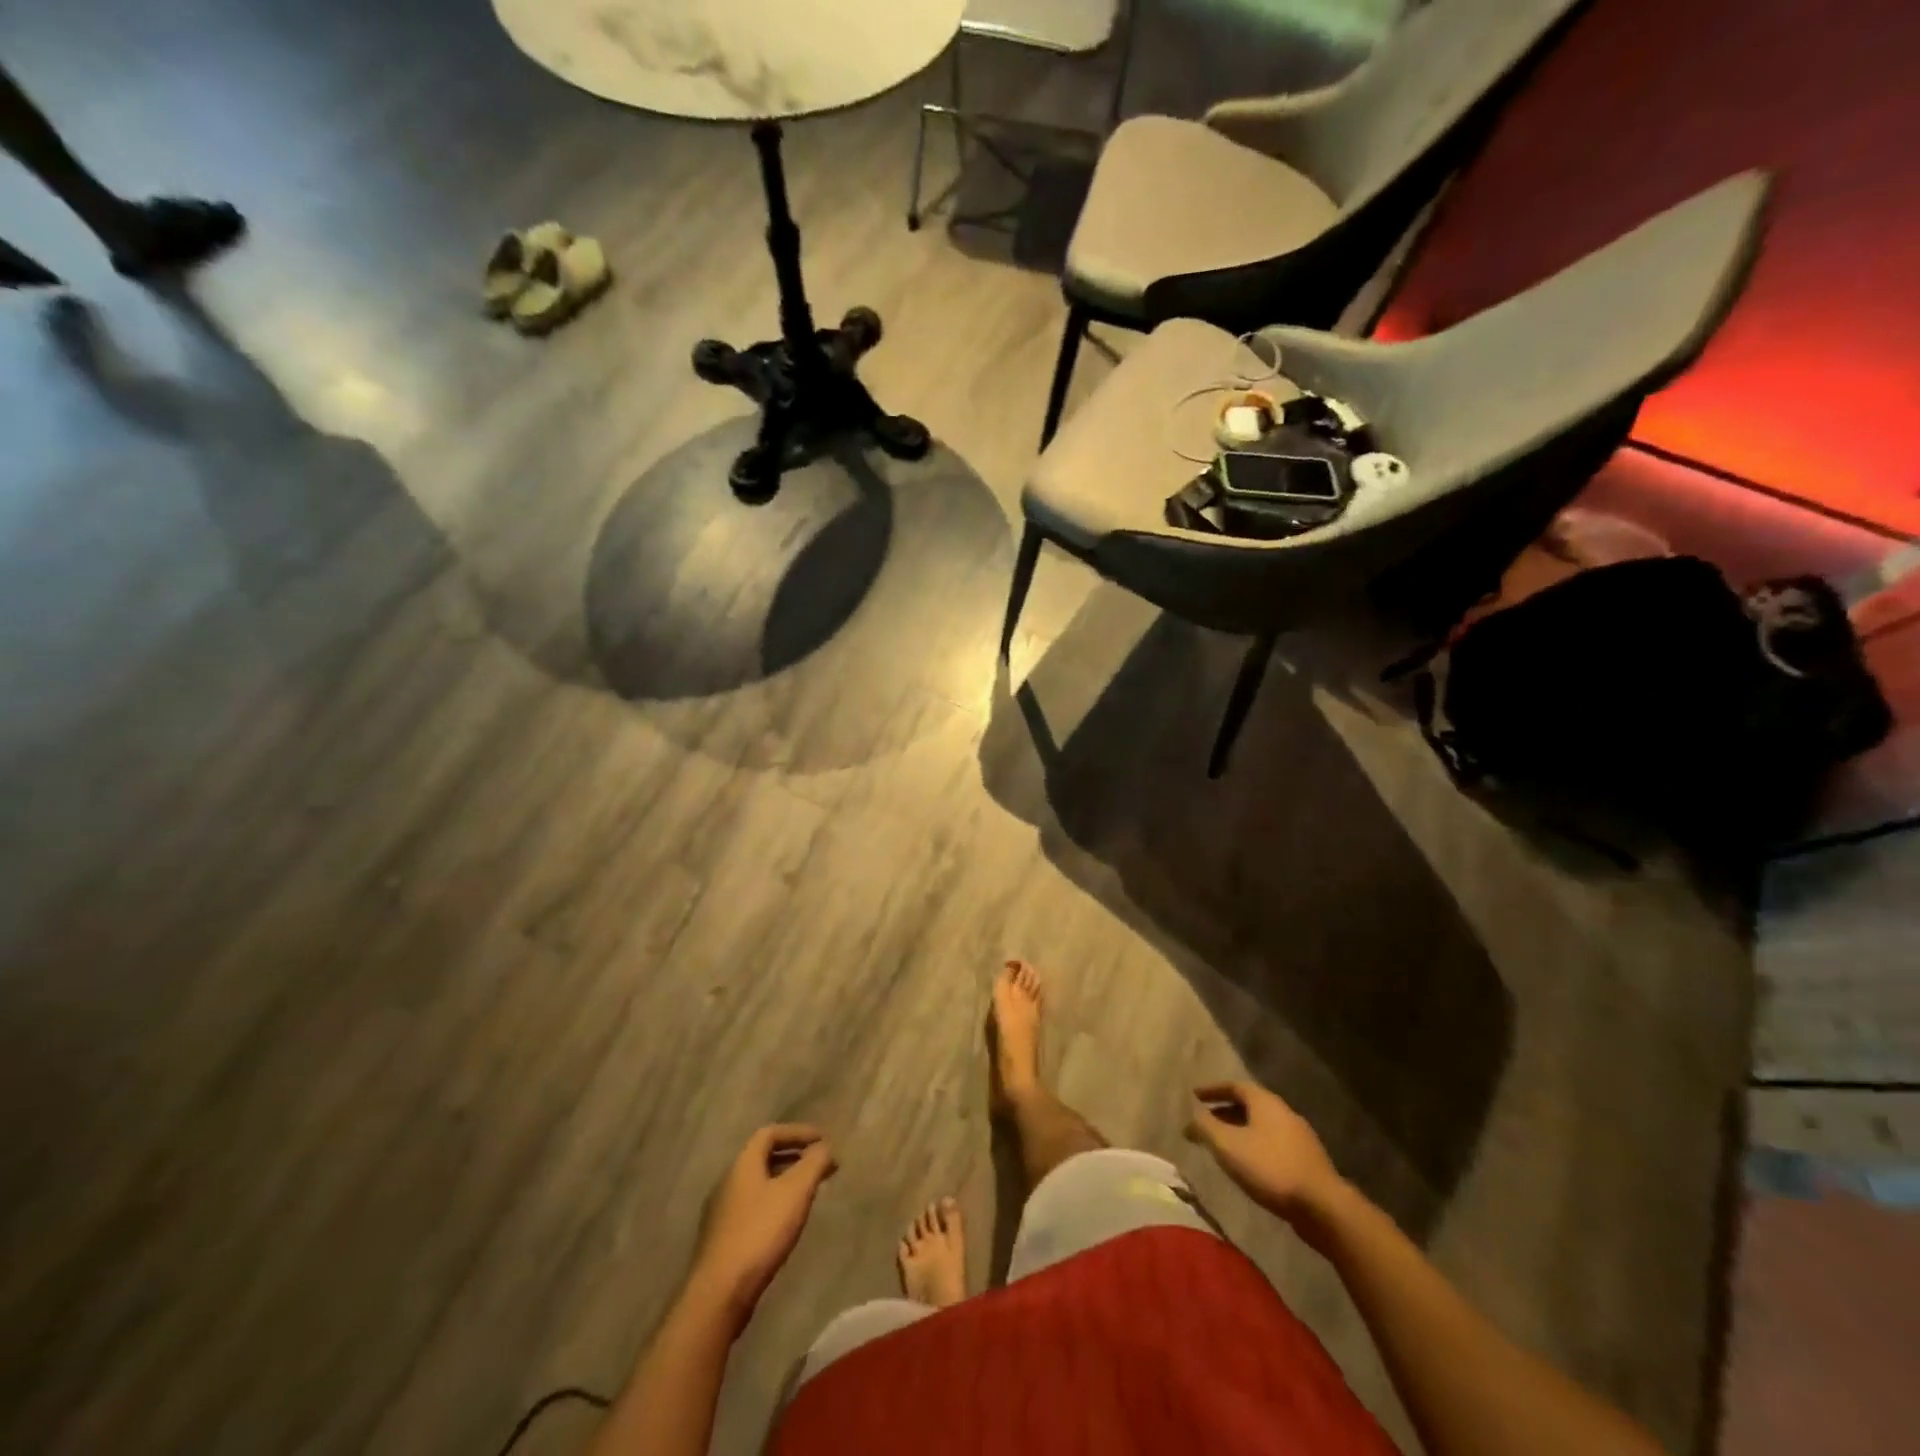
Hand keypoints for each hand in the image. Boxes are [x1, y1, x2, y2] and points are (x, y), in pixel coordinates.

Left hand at [688, 1125, 836, 1331]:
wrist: (718, 1294)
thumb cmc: (760, 1233)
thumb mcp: (796, 1192)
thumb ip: (814, 1163)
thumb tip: (824, 1147)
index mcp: (742, 1164)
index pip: (770, 1133)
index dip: (798, 1132)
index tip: (822, 1141)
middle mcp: (727, 1181)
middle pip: (763, 1157)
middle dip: (793, 1156)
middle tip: (819, 1165)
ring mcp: (721, 1212)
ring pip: (757, 1184)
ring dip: (783, 1181)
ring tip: (807, 1193)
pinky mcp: (721, 1239)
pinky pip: (752, 1206)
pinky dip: (773, 1203)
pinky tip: (785, 1223)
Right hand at [1187, 1081, 1347, 1236]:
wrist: (1323, 1207)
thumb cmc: (1270, 1168)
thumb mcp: (1228, 1145)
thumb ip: (1206, 1127)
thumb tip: (1192, 1114)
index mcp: (1265, 1102)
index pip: (1234, 1086)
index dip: (1212, 1090)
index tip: (1194, 1096)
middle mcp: (1283, 1112)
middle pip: (1249, 1105)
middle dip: (1224, 1112)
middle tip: (1204, 1123)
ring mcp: (1299, 1137)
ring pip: (1261, 1127)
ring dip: (1239, 1131)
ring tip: (1222, 1147)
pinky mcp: (1307, 1161)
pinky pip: (1273, 1144)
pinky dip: (1254, 1147)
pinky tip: (1248, 1166)